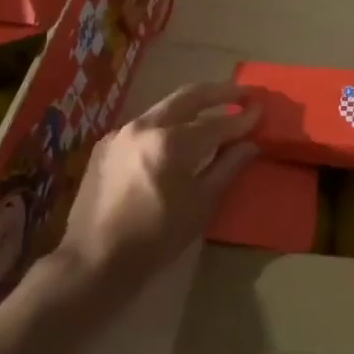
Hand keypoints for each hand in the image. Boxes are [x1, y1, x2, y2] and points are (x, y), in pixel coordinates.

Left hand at [57, 82, 258, 289]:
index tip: (260, 110)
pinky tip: (177, 137)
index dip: (241, 119)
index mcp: (170, 142)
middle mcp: (144, 127)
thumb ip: (226, 168)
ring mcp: (121, 133)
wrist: (94, 261)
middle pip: (188, 97)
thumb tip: (249, 145)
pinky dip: (167, 125)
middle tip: (242, 92)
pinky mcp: (106, 146)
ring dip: (191, 107)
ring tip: (214, 111)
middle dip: (218, 92)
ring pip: (164, 109)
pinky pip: (144, 126)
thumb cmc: (155, 238)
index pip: (216, 124)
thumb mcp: (200, 205)